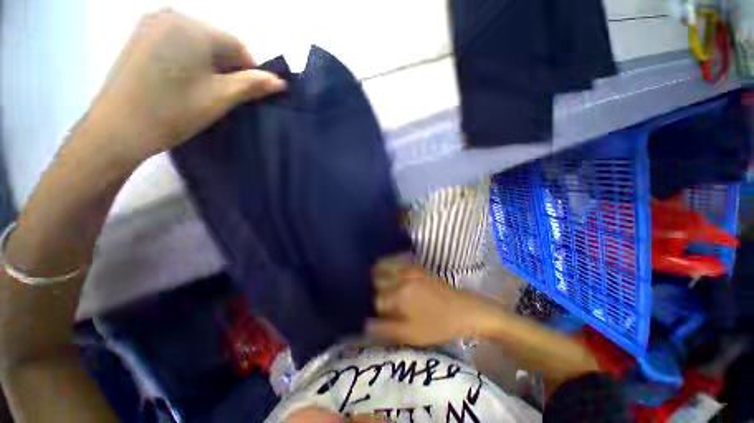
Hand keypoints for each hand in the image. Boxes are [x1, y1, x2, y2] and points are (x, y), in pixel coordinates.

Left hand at [82, 9, 285, 164]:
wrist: (117, 128)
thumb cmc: (173, 111)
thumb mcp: (220, 98)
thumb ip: (252, 85)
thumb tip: (280, 82)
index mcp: (194, 27)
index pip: (238, 45)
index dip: (249, 70)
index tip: (248, 93)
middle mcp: (172, 15)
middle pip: (217, 41)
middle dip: (228, 66)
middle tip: (226, 94)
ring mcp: (152, 23)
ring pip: (197, 42)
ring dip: (209, 64)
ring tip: (204, 89)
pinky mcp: (140, 35)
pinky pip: (177, 42)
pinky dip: (189, 59)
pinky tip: (183, 80)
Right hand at [367, 254, 501, 345]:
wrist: (462, 309)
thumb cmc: (437, 325)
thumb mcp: (411, 335)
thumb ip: (385, 329)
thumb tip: (365, 324)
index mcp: (399, 295)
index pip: (374, 299)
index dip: (370, 307)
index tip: (369, 312)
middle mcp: (400, 278)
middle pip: (374, 279)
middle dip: (370, 289)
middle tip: (371, 299)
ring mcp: (408, 269)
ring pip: (382, 268)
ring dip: (375, 277)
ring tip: (376, 288)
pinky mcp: (414, 266)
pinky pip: (393, 264)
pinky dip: (385, 269)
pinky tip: (387, 279)